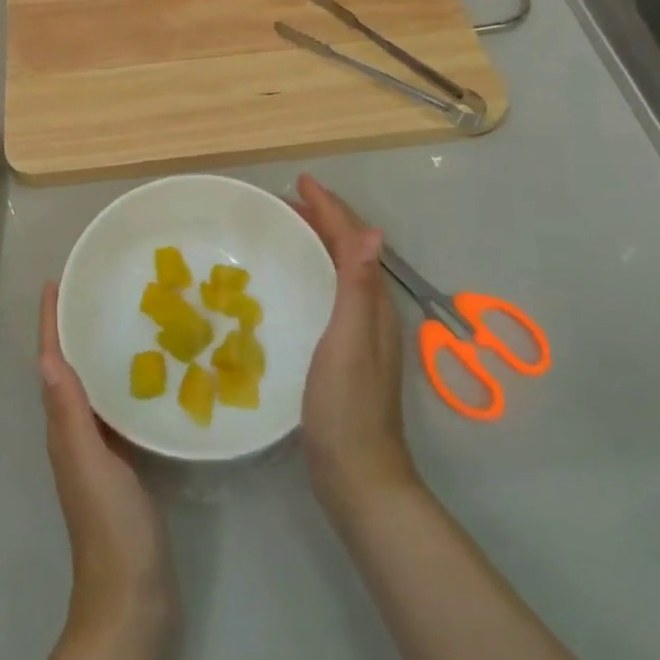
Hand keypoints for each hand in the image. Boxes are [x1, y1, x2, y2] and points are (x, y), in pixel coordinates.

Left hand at [37, 282, 174, 638]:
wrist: (133, 602)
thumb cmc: (111, 529)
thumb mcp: (90, 465)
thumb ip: (70, 414)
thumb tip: (47, 357)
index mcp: (64, 429)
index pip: (53, 364)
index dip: (51, 324)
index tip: (55, 284)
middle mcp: (75, 433)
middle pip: (69, 369)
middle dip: (74, 329)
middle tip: (94, 290)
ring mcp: (100, 451)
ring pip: (93, 387)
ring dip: (98, 352)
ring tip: (123, 318)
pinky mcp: (125, 465)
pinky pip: (118, 410)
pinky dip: (124, 384)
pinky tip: (151, 375)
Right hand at [292, 174, 417, 515]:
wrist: (358, 478)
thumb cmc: (347, 407)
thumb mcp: (349, 342)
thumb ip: (358, 287)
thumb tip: (372, 230)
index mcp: (372, 304)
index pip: (354, 241)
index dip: (329, 208)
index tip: (300, 182)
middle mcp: (370, 311)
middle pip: (349, 250)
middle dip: (324, 218)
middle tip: (287, 200)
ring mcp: (358, 333)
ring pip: (339, 270)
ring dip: (318, 242)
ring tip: (287, 228)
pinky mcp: (343, 352)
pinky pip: (329, 292)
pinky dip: (313, 271)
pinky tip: (292, 282)